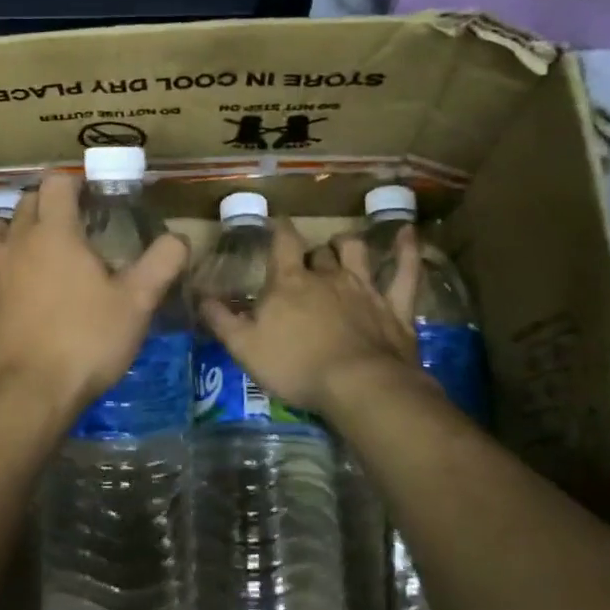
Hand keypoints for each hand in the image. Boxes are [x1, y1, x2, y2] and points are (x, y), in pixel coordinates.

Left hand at [0, 173, 187, 416]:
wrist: (36, 391)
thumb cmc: (89, 339)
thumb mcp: (138, 302)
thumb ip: (162, 262)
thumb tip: (180, 237)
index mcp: (55, 233)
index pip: (57, 184)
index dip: (74, 185)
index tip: (93, 202)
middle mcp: (16, 243)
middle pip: (24, 203)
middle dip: (46, 205)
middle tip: (72, 227)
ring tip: (19, 243)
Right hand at [201, 218, 432, 415]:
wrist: (359, 386)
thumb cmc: (296, 366)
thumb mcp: (245, 348)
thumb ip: (222, 320)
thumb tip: (200, 296)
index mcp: (290, 283)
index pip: (283, 244)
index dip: (278, 231)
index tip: (276, 224)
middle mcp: (327, 276)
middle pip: (319, 253)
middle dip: (312, 253)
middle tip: (306, 261)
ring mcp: (365, 288)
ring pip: (357, 253)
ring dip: (348, 246)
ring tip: (343, 245)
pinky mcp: (395, 306)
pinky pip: (405, 271)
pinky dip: (408, 251)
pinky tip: (409, 234)